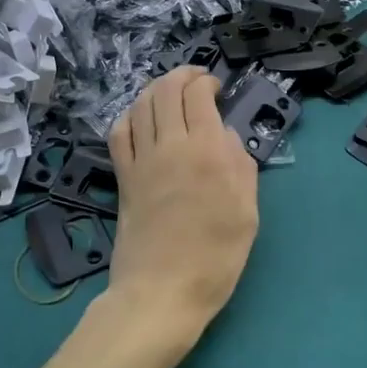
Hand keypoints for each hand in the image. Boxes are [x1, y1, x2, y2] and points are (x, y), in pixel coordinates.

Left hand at [99, 67, 258, 363]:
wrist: (162, 291)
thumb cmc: (215, 257)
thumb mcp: (247, 213)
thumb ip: (241, 166)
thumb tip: (226, 136)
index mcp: (208, 151)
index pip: (198, 95)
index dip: (206, 82)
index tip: (217, 89)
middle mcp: (171, 145)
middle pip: (167, 90)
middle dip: (182, 75)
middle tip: (195, 81)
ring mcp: (142, 160)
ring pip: (141, 105)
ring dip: (156, 89)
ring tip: (170, 93)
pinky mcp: (123, 177)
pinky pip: (119, 132)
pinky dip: (130, 115)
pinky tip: (140, 119)